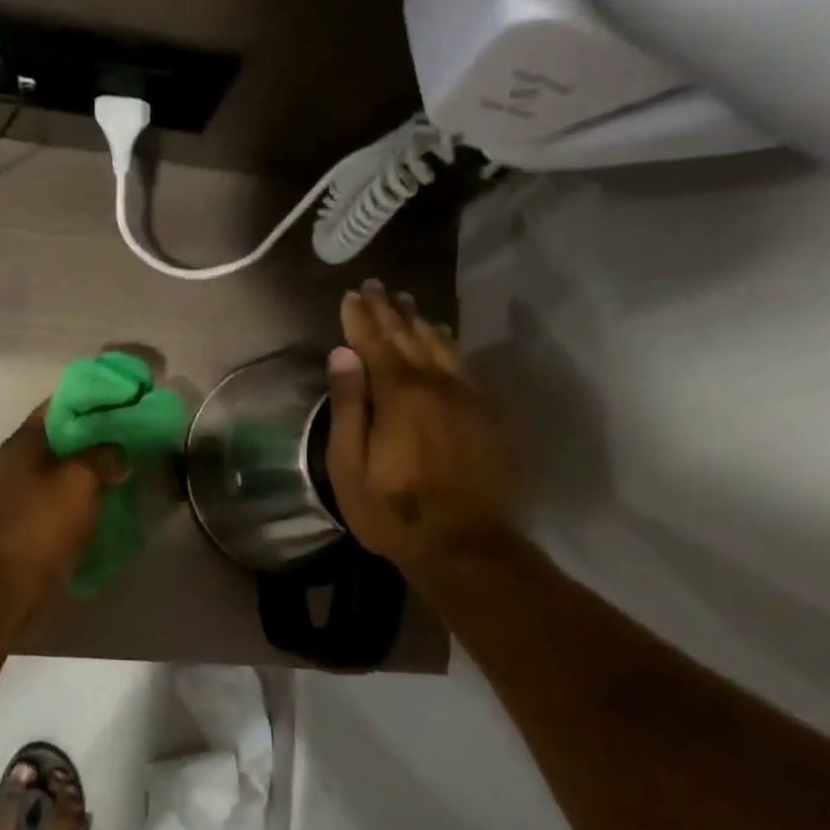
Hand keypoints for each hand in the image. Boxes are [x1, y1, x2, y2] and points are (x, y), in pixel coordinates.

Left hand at [0, 404, 124, 610]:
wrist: (13, 584)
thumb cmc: (43, 524)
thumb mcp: (80, 480)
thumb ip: (103, 456)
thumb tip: (118, 453)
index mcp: (25, 442)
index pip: (60, 404)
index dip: (92, 398)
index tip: (125, 398)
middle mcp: (21, 460)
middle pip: (65, 434)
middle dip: (99, 431)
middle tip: (135, 429)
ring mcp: (26, 490)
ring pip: (68, 464)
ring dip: (96, 462)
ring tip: (131, 458)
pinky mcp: (36, 516)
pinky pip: (68, 491)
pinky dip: (90, 488)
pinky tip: (116, 491)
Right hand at [325, 280, 516, 582]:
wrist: (464, 544)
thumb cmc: (393, 509)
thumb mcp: (351, 465)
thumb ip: (348, 405)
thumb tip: (342, 354)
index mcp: (398, 395)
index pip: (375, 343)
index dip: (361, 318)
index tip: (351, 295)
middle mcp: (436, 384)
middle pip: (409, 337)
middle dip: (389, 310)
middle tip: (377, 285)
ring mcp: (467, 398)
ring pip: (441, 345)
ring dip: (420, 321)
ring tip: (406, 301)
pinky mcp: (487, 414)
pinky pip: (465, 365)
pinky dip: (449, 344)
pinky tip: (443, 336)